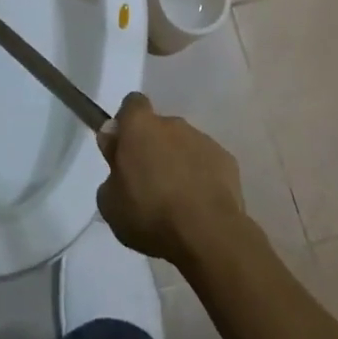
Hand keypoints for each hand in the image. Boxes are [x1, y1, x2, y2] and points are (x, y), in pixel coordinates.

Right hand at [96, 93, 250, 265]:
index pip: (132, 104)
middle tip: (149, 183)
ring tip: (177, 202)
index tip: (124, 148)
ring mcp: (203, 140)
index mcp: (140, 125)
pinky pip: (207, 164)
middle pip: (159, 128)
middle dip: (154, 149)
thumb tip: (114, 149)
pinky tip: (199, 207)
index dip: (127, 123)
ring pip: (184, 147)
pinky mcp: (227, 161)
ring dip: (178, 164)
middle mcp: (172, 123)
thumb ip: (110, 170)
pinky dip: (202, 178)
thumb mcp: (110, 203)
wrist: (208, 234)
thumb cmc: (150, 213)